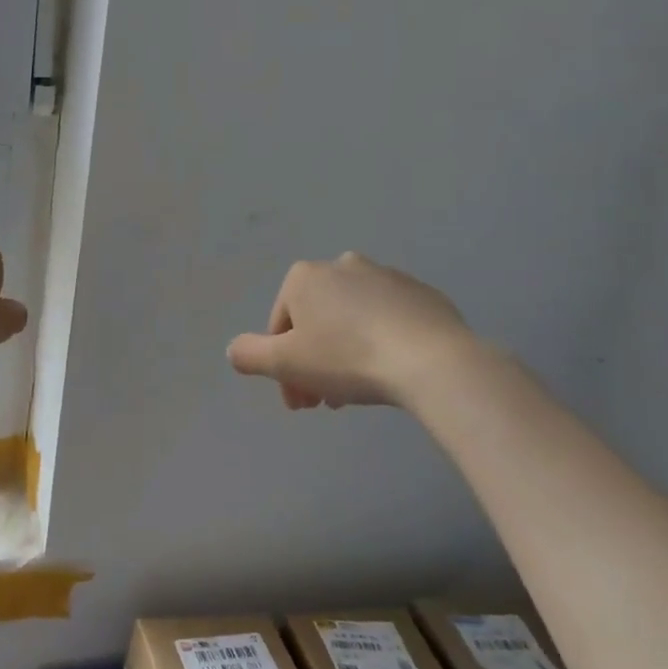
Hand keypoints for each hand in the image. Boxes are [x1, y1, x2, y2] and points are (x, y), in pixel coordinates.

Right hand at [227, 253, 479, 408]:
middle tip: (324, 403)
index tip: (299, 403)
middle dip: (313, 364)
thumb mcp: (283, 363)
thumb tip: (234, 350)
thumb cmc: (347, 358)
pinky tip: (388, 373)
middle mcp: (342, 266)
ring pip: (351, 322)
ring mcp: (387, 277)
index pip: (279, 328)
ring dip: (344, 356)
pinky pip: (388, 322)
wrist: (433, 361)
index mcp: (304, 277)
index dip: (282, 369)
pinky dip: (379, 344)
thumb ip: (248, 355)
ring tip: (356, 393)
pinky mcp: (423, 294)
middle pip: (315, 323)